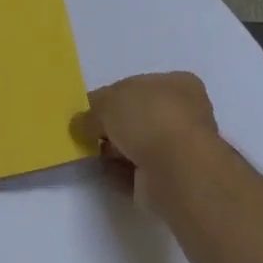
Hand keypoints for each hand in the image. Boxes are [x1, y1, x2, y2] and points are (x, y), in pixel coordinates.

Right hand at [75, 72, 220, 202]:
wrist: (176, 170)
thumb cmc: (148, 120)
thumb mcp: (108, 102)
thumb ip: (91, 111)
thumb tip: (80, 124)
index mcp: (177, 84)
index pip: (137, 86)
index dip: (109, 97)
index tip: (86, 110)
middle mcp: (182, 114)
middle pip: (136, 118)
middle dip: (110, 126)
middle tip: (85, 133)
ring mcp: (178, 148)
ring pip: (136, 146)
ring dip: (113, 150)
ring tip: (90, 154)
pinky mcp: (170, 178)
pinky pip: (136, 172)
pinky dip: (119, 172)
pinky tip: (105, 172)